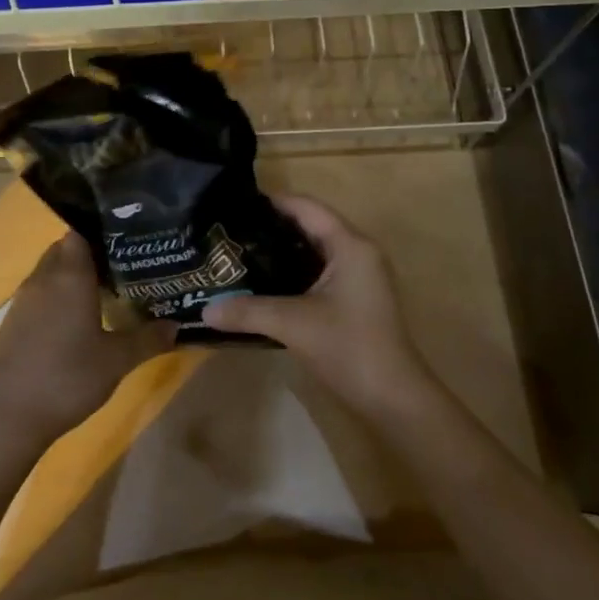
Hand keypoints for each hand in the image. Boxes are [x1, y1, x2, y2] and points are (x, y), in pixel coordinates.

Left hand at [0, 233, 173, 450]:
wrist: (6, 418)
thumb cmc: (67, 379)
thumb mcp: (117, 361)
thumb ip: (148, 339)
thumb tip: (176, 325)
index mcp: (69, 276)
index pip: (80, 232)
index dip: (102, 232)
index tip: (128, 240)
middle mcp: (43, 279)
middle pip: (65, 249)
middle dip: (91, 254)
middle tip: (123, 267)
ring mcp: (23, 300)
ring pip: (50, 272)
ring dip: (73, 276)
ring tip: (105, 292)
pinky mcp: (12, 322)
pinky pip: (39, 294)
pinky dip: (57, 297)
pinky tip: (77, 321)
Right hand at [201, 195, 435, 418]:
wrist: (393, 398)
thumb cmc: (349, 348)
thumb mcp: (293, 324)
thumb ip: (248, 311)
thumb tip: (205, 310)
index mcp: (350, 245)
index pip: (307, 207)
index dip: (273, 201)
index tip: (236, 203)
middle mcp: (357, 252)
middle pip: (311, 226)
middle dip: (272, 227)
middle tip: (232, 230)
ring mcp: (359, 276)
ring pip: (314, 251)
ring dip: (282, 252)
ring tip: (240, 254)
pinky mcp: (355, 299)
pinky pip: (319, 272)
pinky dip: (293, 273)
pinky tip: (264, 284)